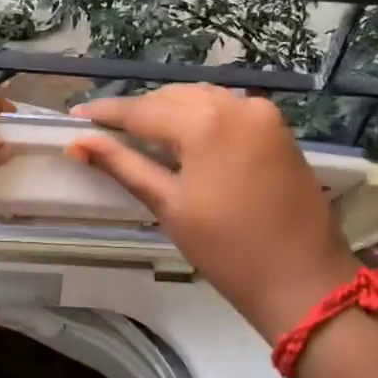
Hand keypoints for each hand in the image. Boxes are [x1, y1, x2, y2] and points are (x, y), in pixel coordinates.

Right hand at [65, 85, 358, 339]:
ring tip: (139, 134)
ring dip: (169, 111)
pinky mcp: (278, 129)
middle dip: (137, 112)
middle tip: (104, 131)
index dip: (105, 113)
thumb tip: (77, 144)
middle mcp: (234, 104)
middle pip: (171, 98)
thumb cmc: (227, 248)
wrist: (303, 280)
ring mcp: (262, 114)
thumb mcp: (168, 204)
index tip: (74, 116)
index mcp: (204, 121)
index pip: (141, 109)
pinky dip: (200, 117)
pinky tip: (184, 137)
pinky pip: (227, 110)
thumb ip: (122, 165)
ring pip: (201, 99)